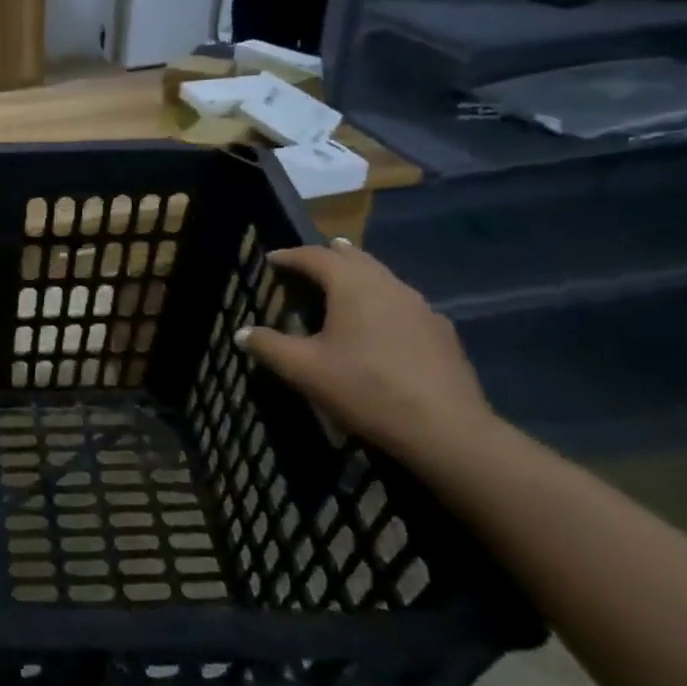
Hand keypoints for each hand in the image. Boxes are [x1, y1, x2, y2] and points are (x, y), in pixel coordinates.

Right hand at [236, 239, 497, 468]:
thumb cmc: (365, 388)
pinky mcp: (441, 332)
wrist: (445, 429)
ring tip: (341, 286)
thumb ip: (268, 346)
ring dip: (357, 277)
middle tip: (308, 261)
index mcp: (353, 286)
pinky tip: (378, 323)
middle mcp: (389, 286)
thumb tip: (241, 334)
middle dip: (329, 256)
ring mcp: (421, 308)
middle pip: (356, 259)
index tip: (271, 259)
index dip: (291, 256)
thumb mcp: (303, 369)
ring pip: (383, 278)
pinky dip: (381, 301)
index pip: (317, 257)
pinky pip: (403, 303)